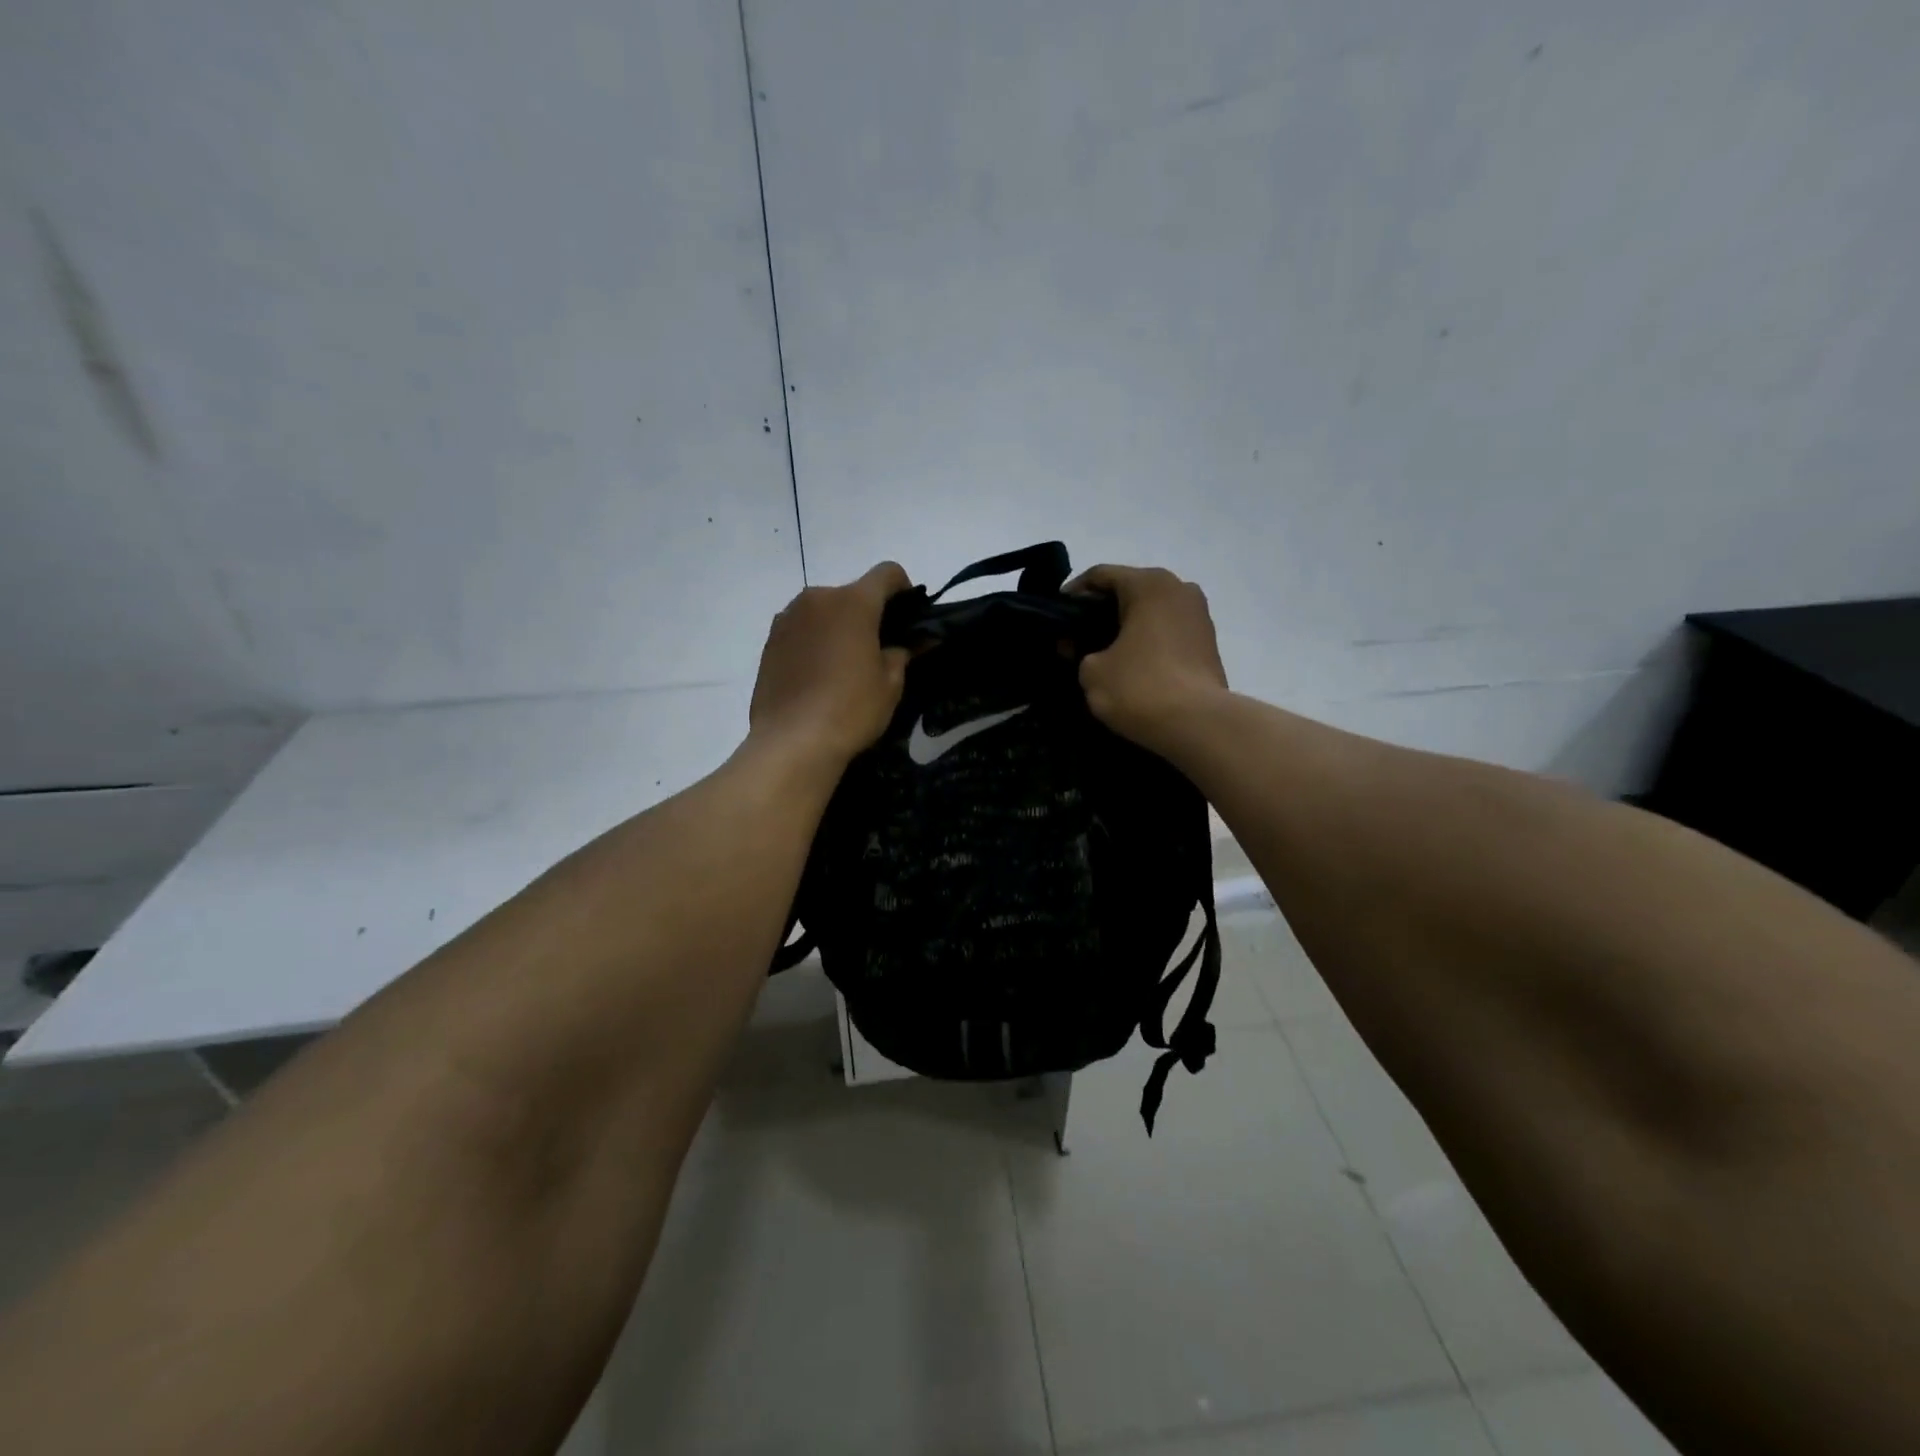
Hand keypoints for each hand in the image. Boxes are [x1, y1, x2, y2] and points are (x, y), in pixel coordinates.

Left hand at [749, 562, 912, 766]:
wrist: (792, 742)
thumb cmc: (851, 709)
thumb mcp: (890, 684)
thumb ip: (903, 654)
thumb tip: (912, 643)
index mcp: (853, 602)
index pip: (886, 573)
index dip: (904, 588)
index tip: (910, 614)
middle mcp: (817, 598)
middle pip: (852, 593)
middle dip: (869, 612)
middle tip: (879, 646)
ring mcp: (788, 618)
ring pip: (823, 610)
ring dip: (838, 625)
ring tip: (845, 663)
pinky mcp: (769, 641)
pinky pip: (801, 629)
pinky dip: (815, 640)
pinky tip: (819, 673)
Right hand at [1069, 564, 1228, 752]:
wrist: (1198, 725)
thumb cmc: (1140, 687)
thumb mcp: (1091, 671)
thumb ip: (1080, 652)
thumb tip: (1087, 651)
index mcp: (1149, 584)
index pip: (1101, 575)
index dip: (1073, 594)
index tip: (1056, 618)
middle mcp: (1179, 589)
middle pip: (1129, 592)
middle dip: (1100, 612)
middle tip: (1076, 638)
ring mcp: (1199, 616)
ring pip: (1151, 613)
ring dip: (1126, 629)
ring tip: (1102, 655)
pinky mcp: (1209, 644)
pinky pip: (1167, 634)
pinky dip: (1147, 643)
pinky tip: (1130, 667)